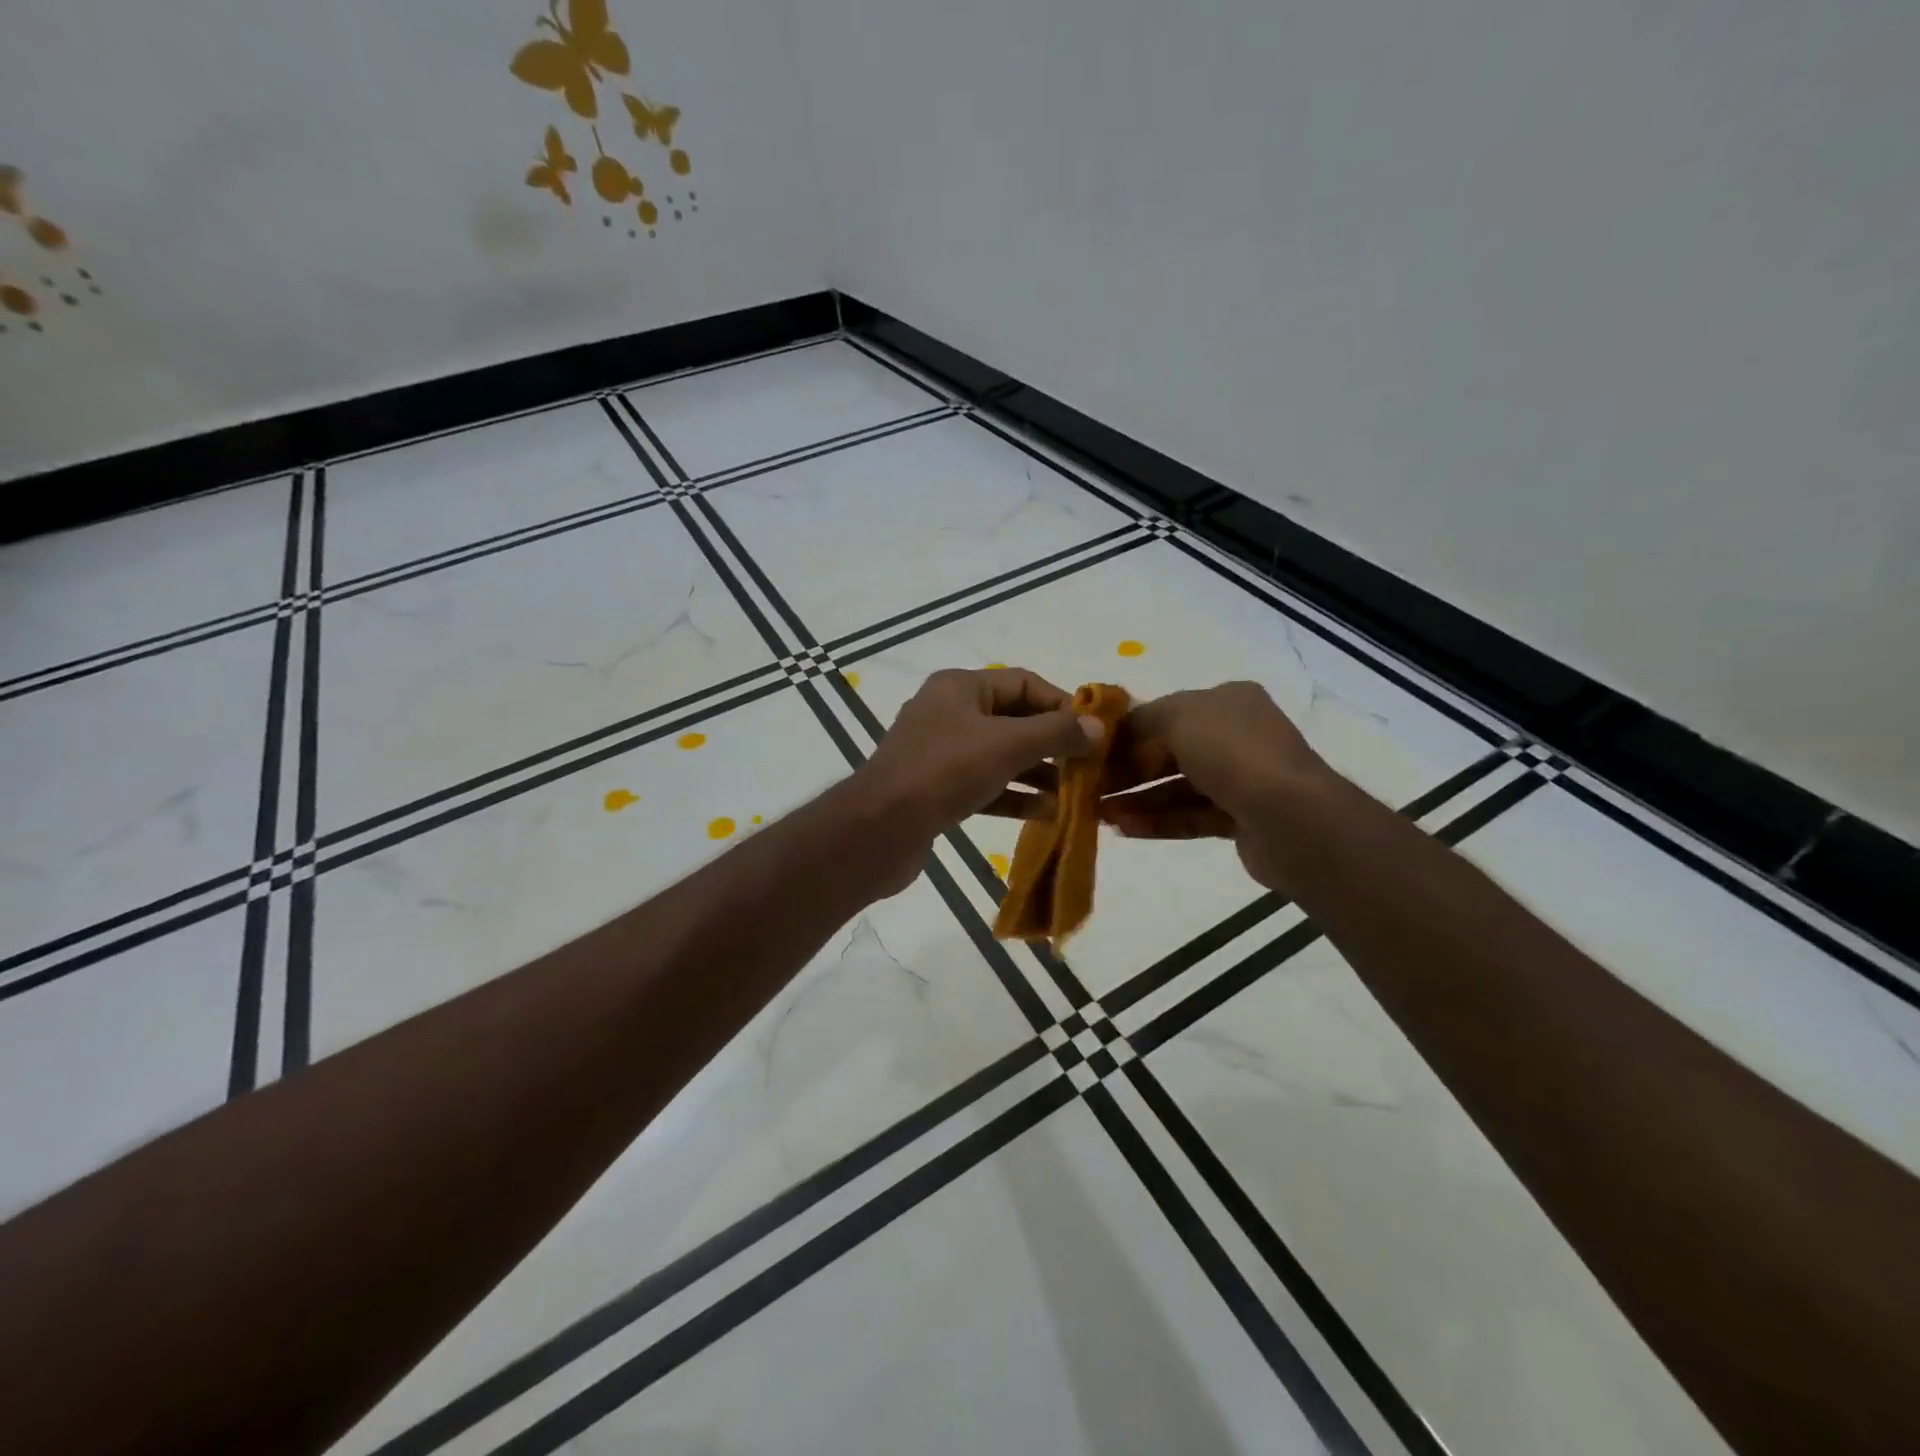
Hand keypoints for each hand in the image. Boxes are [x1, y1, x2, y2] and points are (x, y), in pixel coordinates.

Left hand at [854, 668, 1104, 874]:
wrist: (879, 829)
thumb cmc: (945, 771)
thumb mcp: (1007, 745)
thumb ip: (1056, 733)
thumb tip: (1097, 727)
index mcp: (959, 687)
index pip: (1024, 683)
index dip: (1062, 704)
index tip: (1094, 732)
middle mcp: (948, 713)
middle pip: (1013, 720)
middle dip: (1052, 743)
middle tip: (1089, 767)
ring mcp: (939, 754)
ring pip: (1000, 756)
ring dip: (1037, 773)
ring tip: (1074, 794)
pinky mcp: (936, 790)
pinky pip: (984, 785)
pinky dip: (1014, 796)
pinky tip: (1046, 814)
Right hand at [1099, 681, 1336, 890]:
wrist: (1292, 818)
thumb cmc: (1232, 753)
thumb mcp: (1180, 716)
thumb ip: (1143, 718)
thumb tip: (1118, 730)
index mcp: (1228, 702)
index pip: (1168, 712)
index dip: (1128, 730)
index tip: (1092, 749)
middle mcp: (1237, 736)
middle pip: (1170, 751)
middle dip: (1128, 769)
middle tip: (1090, 786)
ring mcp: (1241, 780)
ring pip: (1177, 787)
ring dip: (1138, 799)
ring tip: (1099, 813)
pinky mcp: (1240, 819)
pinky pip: (1190, 816)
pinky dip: (1158, 821)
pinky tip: (1125, 829)